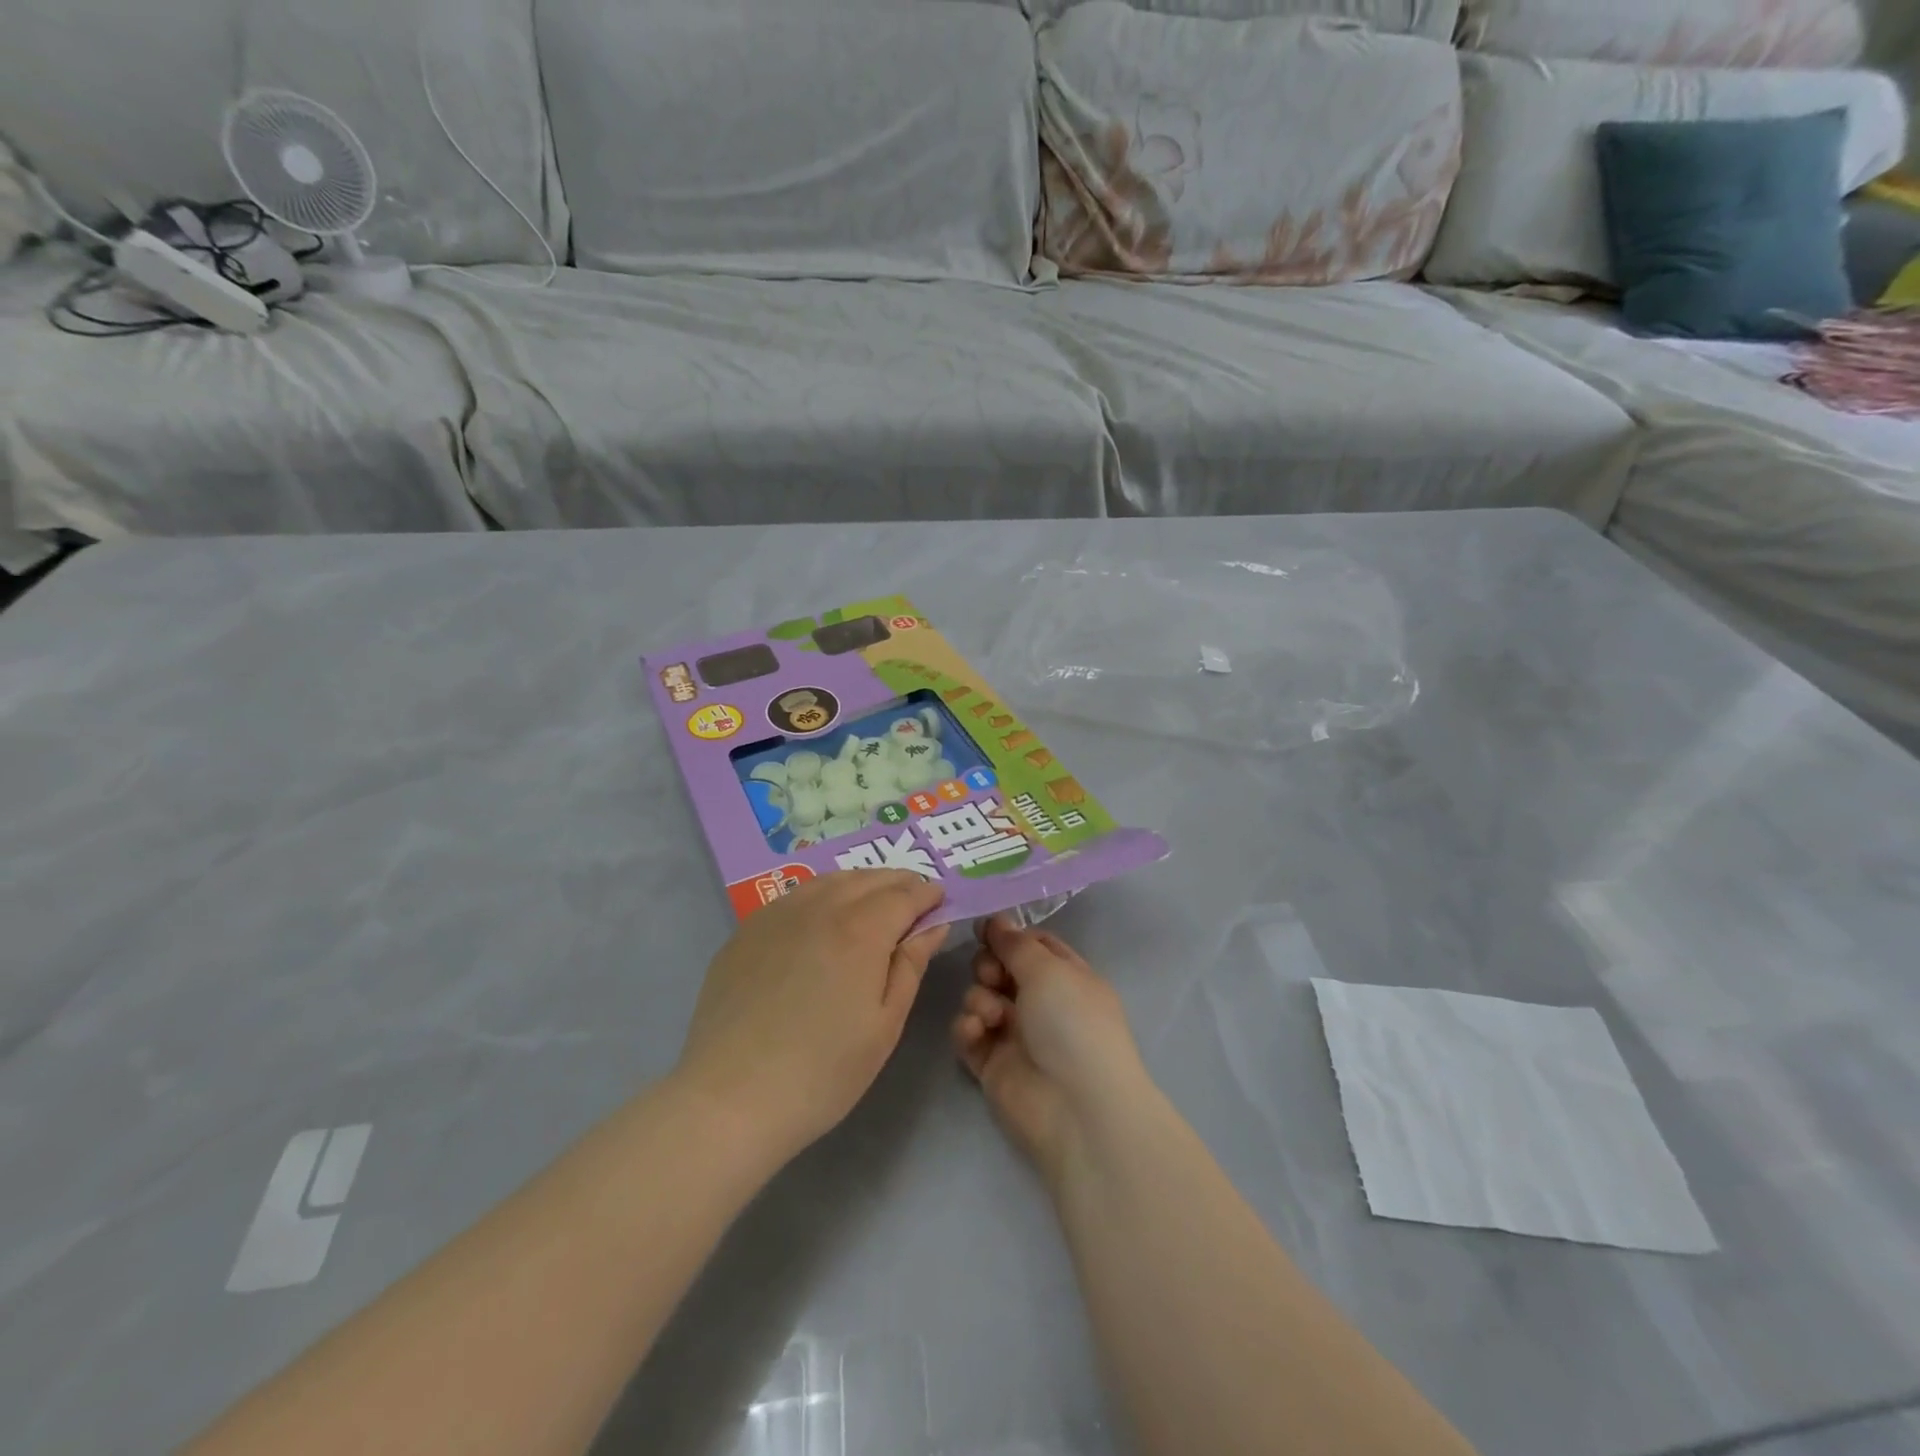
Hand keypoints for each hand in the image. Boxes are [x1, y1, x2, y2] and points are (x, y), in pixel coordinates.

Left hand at [673, 871, 947, 1163]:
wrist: (731, 1097)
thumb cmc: (823, 1071)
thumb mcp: (885, 1024)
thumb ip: (911, 965)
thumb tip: (933, 924)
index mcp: (861, 930)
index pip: (904, 894)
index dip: (926, 893)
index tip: (941, 898)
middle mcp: (820, 908)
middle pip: (868, 878)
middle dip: (898, 881)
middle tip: (914, 896)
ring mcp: (778, 914)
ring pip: (830, 880)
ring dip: (861, 882)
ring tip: (874, 900)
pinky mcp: (748, 930)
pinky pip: (796, 895)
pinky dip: (823, 893)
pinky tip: (824, 914)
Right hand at [953, 915, 1150, 1182]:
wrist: (1075, 1107)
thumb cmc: (1072, 1024)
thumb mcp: (1048, 969)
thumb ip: (1015, 943)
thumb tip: (996, 920)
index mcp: (1067, 977)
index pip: (1034, 944)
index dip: (1008, 934)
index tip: (982, 927)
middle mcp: (1042, 1002)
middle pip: (1001, 968)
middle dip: (988, 965)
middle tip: (992, 975)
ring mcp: (1016, 1034)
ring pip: (981, 997)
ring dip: (979, 998)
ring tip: (991, 1015)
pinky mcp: (992, 1063)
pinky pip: (969, 1033)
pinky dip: (968, 1027)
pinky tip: (976, 1032)